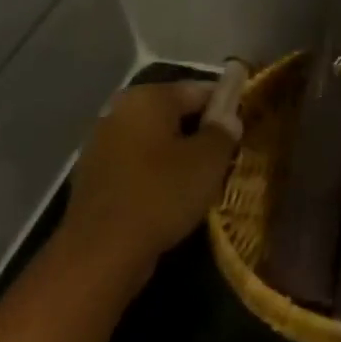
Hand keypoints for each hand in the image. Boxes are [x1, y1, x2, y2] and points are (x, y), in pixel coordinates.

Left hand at [63, 82, 237, 265]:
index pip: (200, 89)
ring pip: (156, 140)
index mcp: (148, 97)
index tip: (245, 130)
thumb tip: (228, 116)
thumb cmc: (161, 195)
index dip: (228, 107)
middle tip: (227, 158)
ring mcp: (102, 144)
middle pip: (175, 113)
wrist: (101, 252)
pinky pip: (139, 164)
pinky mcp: (96, 176)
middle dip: (202, 132)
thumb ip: (224, 130)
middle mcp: (120, 111)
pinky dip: (158, 173)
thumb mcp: (208, 160)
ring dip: (180, 154)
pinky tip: (173, 196)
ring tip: (204, 180)